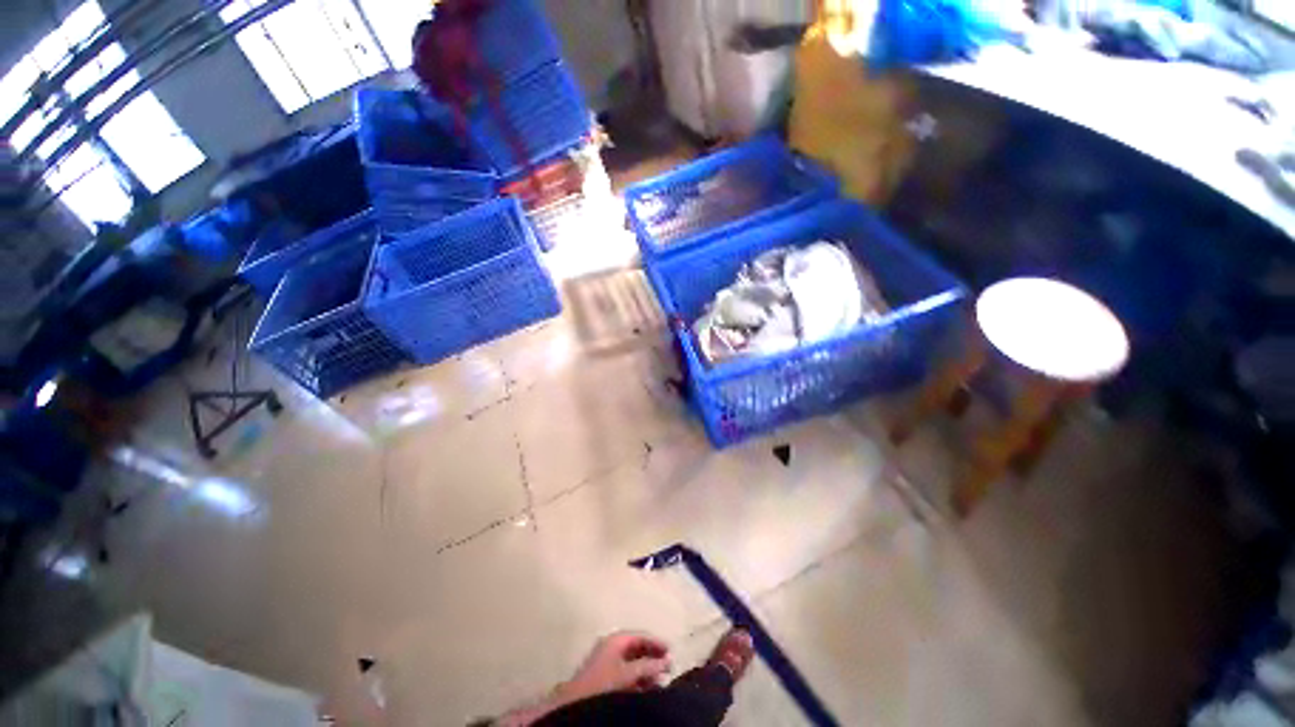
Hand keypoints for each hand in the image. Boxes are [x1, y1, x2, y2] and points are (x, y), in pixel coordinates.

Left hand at [556, 631, 672, 704]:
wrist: (576, 701)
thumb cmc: (603, 682)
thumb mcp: (628, 673)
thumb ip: (648, 666)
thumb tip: (667, 660)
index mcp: (616, 639)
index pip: (641, 635)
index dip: (657, 642)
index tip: (672, 651)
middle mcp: (612, 645)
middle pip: (637, 647)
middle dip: (653, 657)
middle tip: (669, 667)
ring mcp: (608, 659)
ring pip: (633, 661)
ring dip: (647, 670)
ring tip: (661, 681)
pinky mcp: (605, 674)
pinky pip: (627, 671)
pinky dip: (638, 678)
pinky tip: (647, 688)